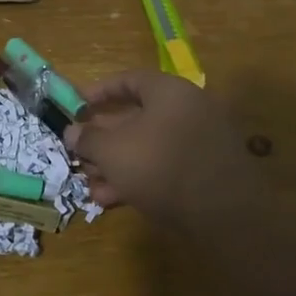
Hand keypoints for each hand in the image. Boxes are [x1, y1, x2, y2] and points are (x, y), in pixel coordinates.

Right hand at [64, 70, 262, 228]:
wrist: (223, 214)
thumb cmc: (159, 165)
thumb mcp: (112, 150)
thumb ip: (88, 138)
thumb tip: (72, 132)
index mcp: (169, 92)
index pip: (129, 80)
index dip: (99, 92)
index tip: (76, 107)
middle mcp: (188, 110)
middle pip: (136, 117)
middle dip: (103, 139)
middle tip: (80, 154)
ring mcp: (200, 142)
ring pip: (148, 147)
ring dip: (116, 164)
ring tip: (90, 184)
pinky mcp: (205, 173)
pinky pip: (164, 167)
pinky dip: (138, 178)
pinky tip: (112, 200)